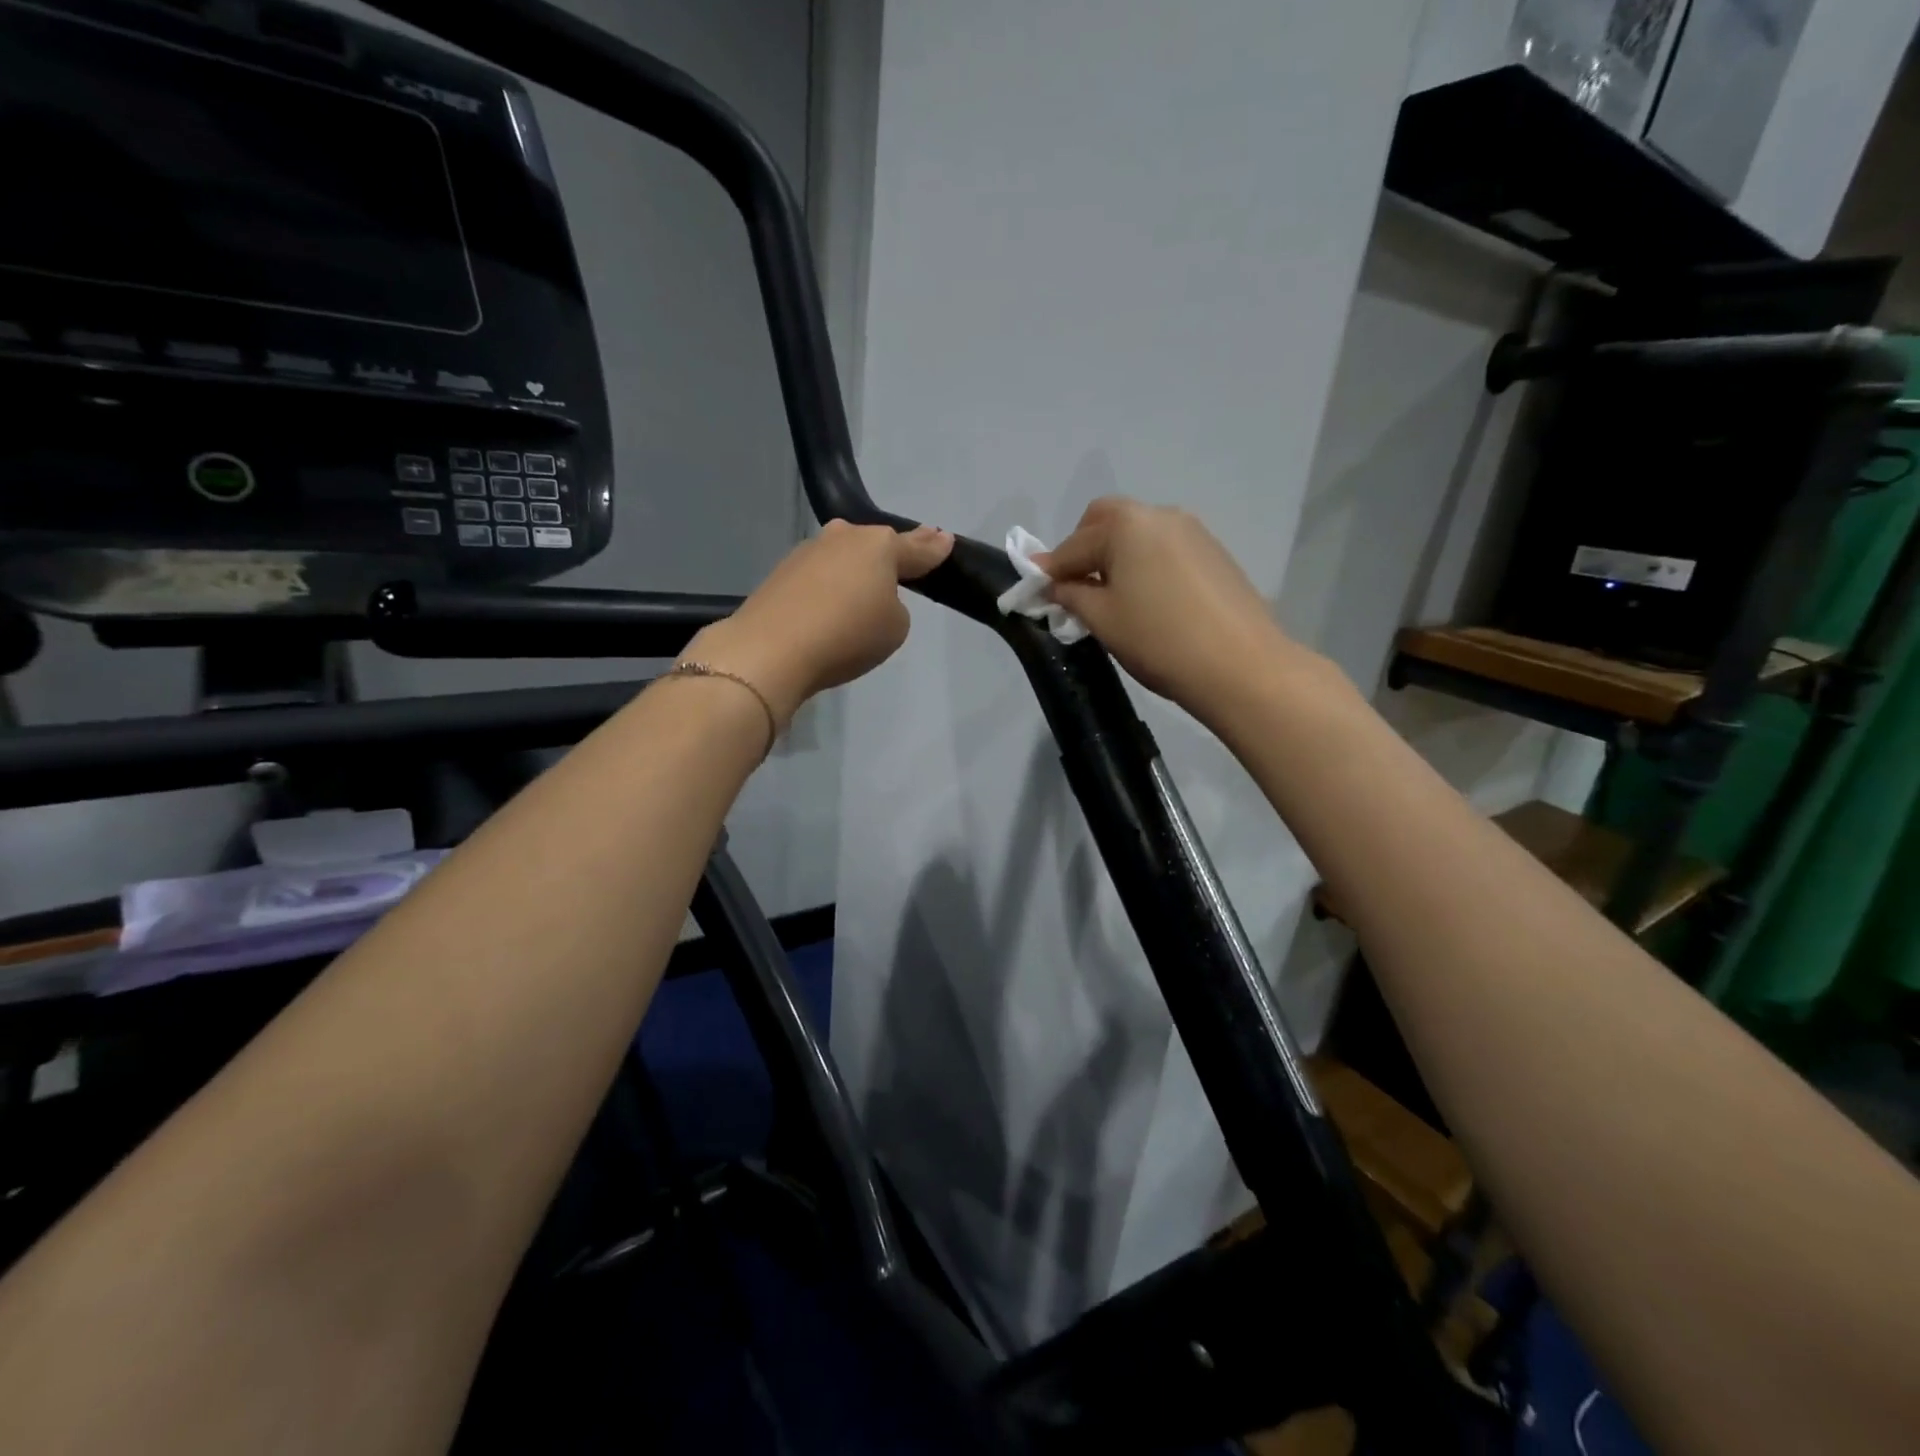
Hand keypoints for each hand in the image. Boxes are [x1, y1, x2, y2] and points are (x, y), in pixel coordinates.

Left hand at [682, 521, 952, 724]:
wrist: (771, 650)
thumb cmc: (847, 635)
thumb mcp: (894, 628)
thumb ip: (895, 607)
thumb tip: (872, 598)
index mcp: (879, 546)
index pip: (916, 547)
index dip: (934, 547)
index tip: (945, 539)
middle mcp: (843, 538)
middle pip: (875, 545)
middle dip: (890, 554)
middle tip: (904, 562)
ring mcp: (808, 552)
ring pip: (843, 558)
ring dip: (854, 572)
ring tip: (861, 596)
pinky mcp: (781, 573)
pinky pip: (819, 578)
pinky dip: (827, 590)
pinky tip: (827, 610)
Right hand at [1040, 498, 1297, 718]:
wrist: (1241, 666)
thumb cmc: (1158, 640)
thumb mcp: (1103, 619)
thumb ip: (1071, 593)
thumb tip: (1051, 580)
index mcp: (1126, 525)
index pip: (1073, 545)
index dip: (1050, 570)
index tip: (1034, 592)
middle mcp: (1160, 515)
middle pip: (1107, 521)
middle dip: (1084, 549)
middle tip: (1076, 588)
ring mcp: (1193, 531)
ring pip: (1138, 534)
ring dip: (1116, 556)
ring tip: (1113, 599)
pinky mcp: (1214, 552)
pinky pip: (1164, 549)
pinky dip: (1144, 564)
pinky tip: (1148, 600)